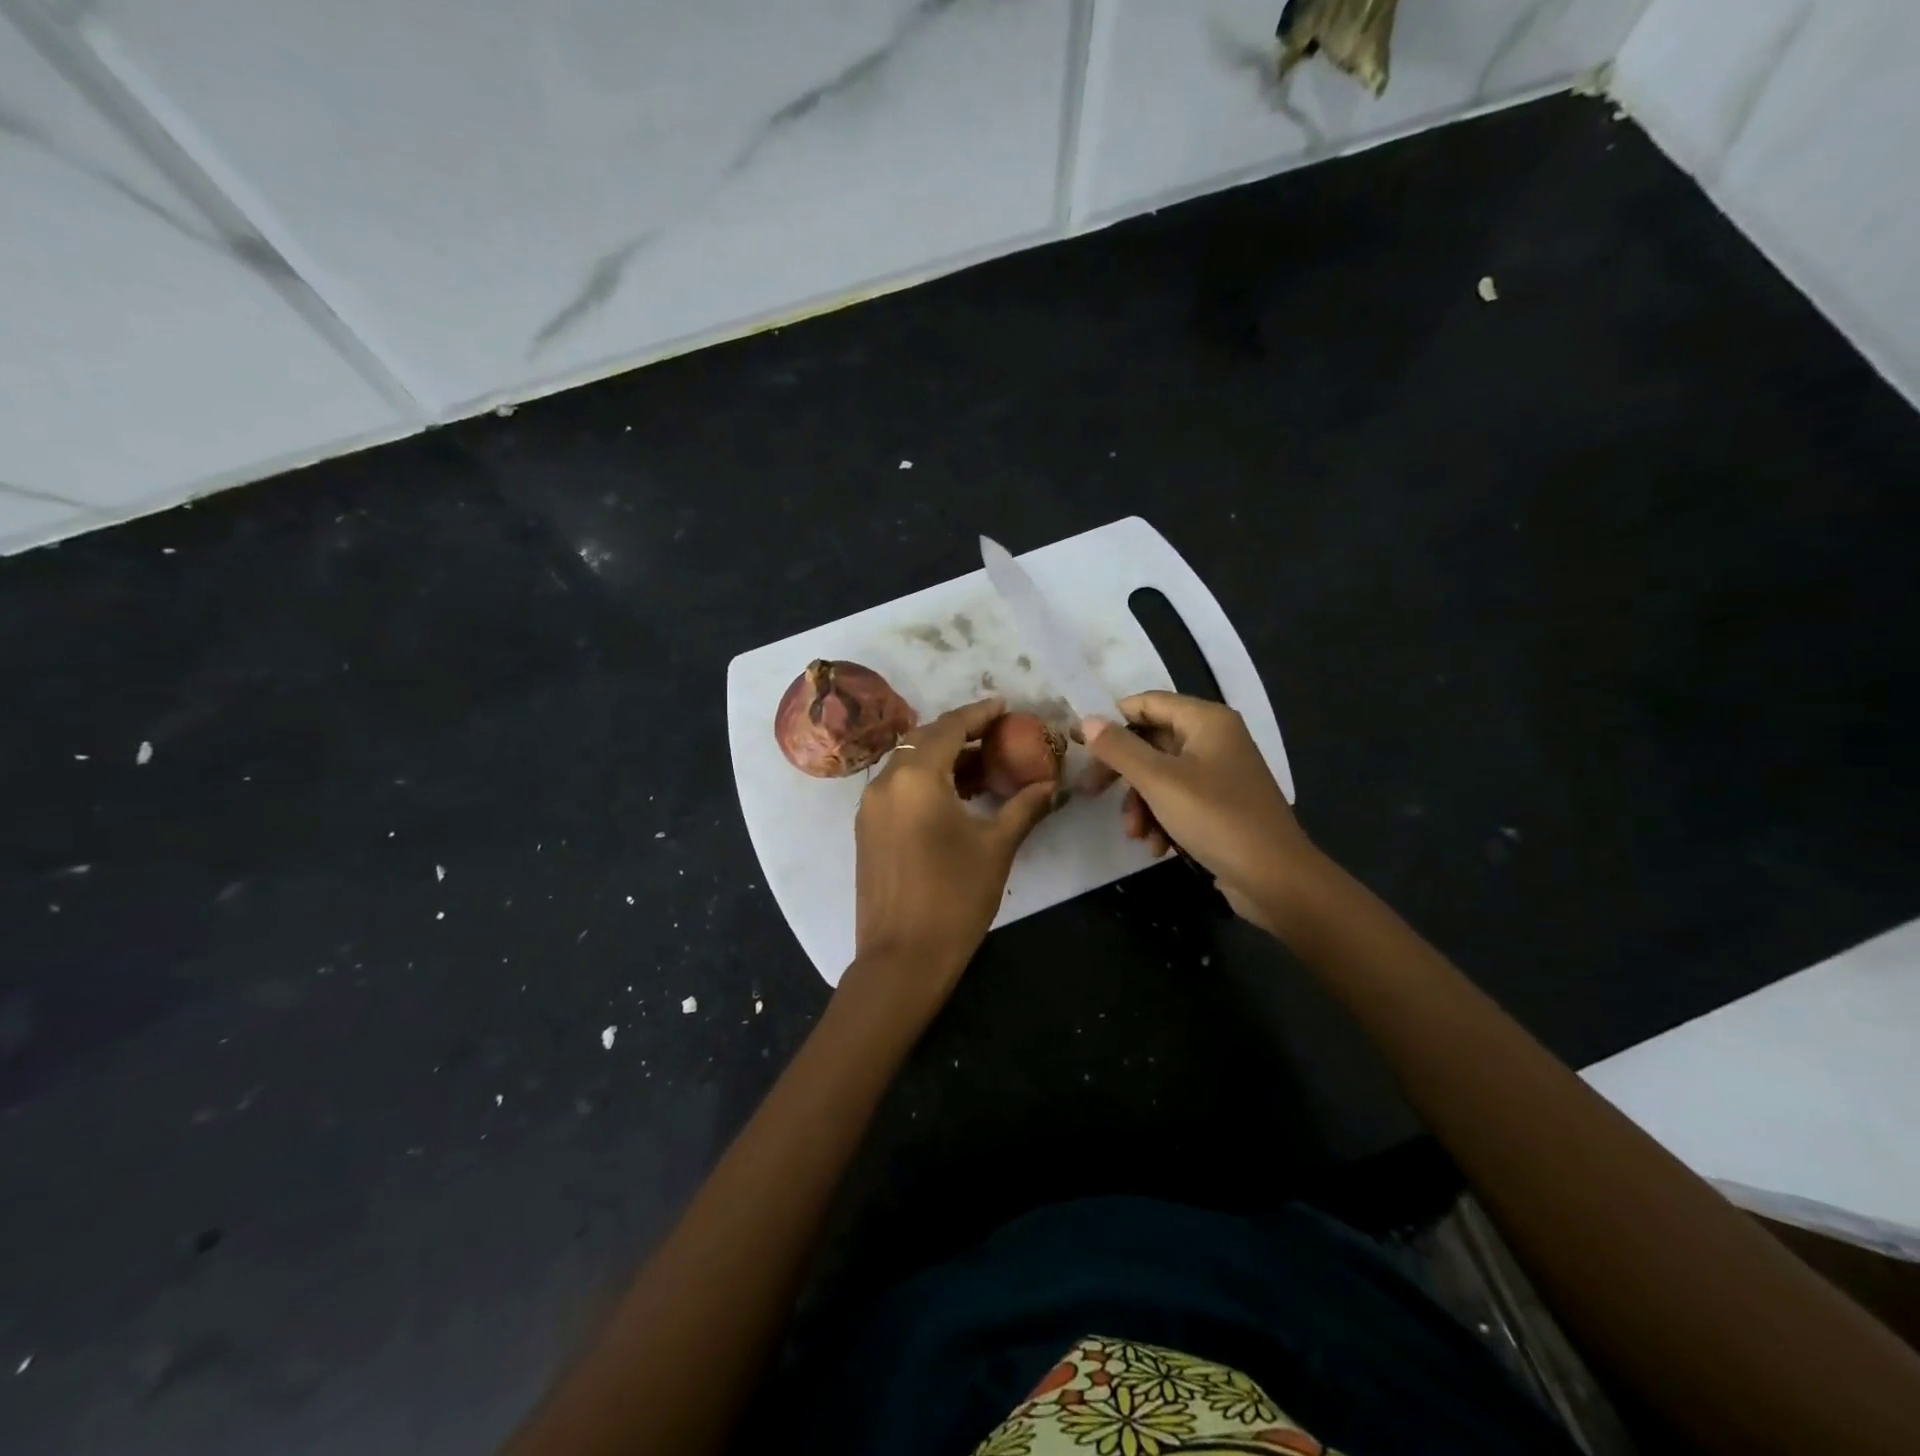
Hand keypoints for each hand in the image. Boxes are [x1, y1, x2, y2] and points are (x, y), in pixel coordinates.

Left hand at [844, 698, 1054, 1019]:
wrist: (901, 958)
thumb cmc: (954, 898)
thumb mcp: (996, 848)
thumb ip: (1024, 808)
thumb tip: (1050, 785)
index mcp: (916, 778)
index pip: (950, 728)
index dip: (979, 713)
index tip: (1004, 706)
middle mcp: (886, 782)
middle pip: (924, 739)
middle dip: (960, 732)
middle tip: (996, 734)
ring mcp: (870, 806)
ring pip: (907, 763)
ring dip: (942, 757)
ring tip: (982, 766)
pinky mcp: (866, 828)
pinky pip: (897, 786)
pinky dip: (924, 780)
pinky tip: (954, 795)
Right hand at [1081, 692, 1316, 932]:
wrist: (1276, 879)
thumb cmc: (1216, 819)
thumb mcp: (1159, 781)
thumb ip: (1119, 749)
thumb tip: (1086, 720)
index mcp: (1206, 721)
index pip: (1147, 703)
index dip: (1111, 721)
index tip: (1080, 745)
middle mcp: (1215, 739)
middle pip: (1151, 742)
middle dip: (1123, 774)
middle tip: (1091, 793)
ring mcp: (1220, 773)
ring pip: (1160, 776)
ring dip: (1141, 804)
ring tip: (1136, 834)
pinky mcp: (1221, 805)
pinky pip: (1178, 800)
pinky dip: (1162, 819)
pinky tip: (1158, 846)